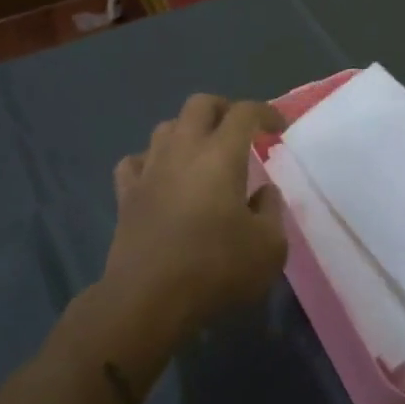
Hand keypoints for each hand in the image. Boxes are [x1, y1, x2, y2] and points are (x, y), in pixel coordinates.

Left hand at [102, 95, 288, 342]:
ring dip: (187, 131)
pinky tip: (160, 177)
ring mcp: (149, 169)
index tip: (278, 128)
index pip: (245, 112)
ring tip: (201, 153)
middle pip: (200, 104)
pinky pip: (135, 162)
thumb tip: (263, 192)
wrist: (147, 299)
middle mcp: (183, 150)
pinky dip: (150, 162)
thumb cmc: (215, 269)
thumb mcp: (268, 247)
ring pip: (165, 127)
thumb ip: (271, 210)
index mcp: (221, 154)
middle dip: (223, 109)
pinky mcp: (126, 194)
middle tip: (239, 131)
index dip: (265, 112)